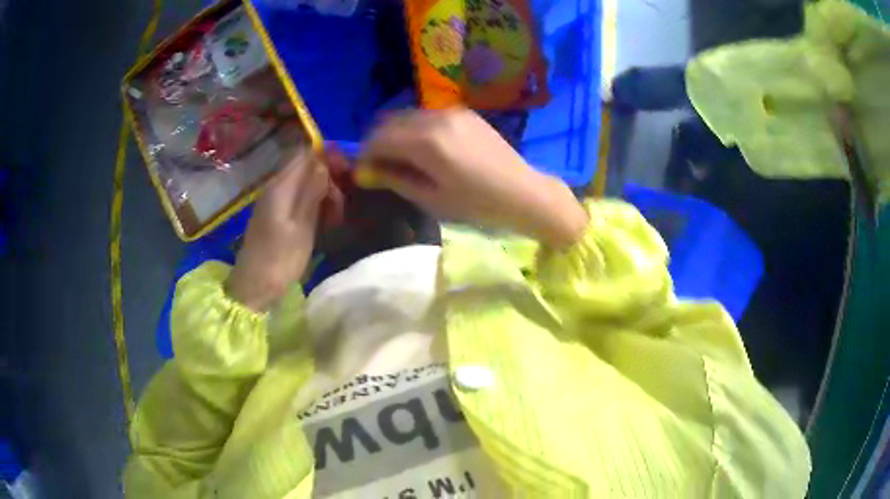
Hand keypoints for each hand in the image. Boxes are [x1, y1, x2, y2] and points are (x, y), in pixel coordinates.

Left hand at [226, 152, 343, 311]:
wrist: (255, 287)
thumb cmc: (280, 259)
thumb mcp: (302, 226)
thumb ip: (312, 191)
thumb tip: (323, 162)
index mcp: (281, 186)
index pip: (306, 155)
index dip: (328, 157)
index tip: (348, 172)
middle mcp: (276, 188)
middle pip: (307, 169)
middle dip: (329, 181)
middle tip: (341, 207)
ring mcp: (275, 202)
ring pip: (305, 186)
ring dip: (324, 196)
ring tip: (335, 220)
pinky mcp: (276, 216)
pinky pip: (299, 200)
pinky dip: (314, 207)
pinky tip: (323, 224)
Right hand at [358, 110, 587, 247]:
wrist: (523, 192)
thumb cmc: (477, 204)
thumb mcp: (432, 198)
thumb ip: (395, 179)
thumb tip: (367, 171)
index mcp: (426, 142)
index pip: (378, 139)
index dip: (365, 155)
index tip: (364, 172)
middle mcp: (435, 118)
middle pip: (389, 122)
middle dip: (377, 142)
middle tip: (378, 166)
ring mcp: (452, 111)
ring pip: (408, 116)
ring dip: (396, 133)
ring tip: (400, 158)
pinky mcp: (464, 112)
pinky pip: (428, 115)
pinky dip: (416, 128)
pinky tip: (424, 148)